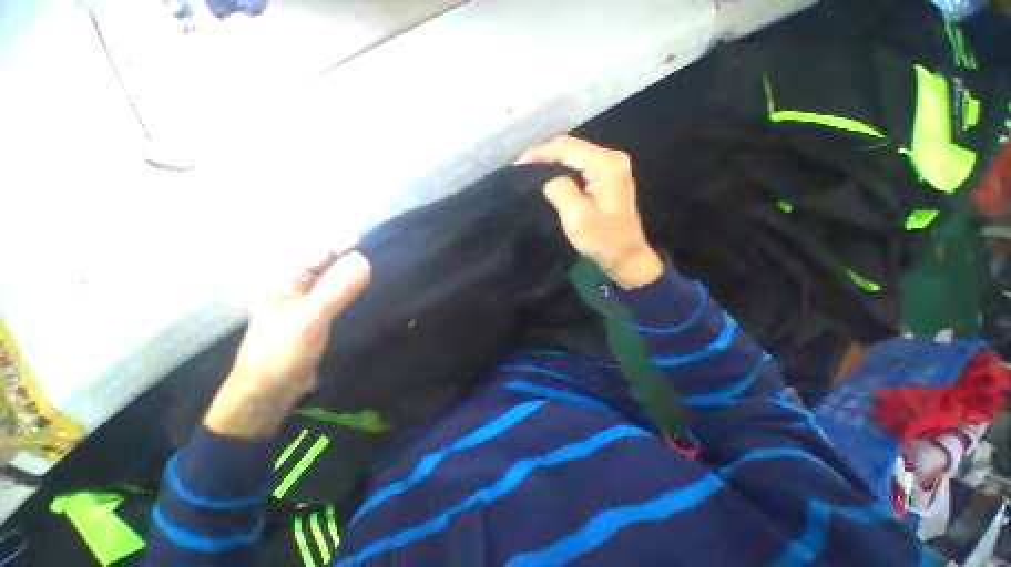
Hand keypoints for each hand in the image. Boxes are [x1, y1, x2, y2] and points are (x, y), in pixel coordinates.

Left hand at [204, 249, 371, 437]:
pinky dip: (353, 294)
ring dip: (354, 276)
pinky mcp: (319, 319)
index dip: (342, 244)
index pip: (317, 252)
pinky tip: (370, 294)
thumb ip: (336, 289)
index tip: (372, 242)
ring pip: (334, 283)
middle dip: (351, 259)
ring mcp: (308, 304)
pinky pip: (339, 299)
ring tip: (382, 272)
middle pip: (327, 266)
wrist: (270, 392)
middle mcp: (296, 288)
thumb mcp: (309, 318)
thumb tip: (365, 261)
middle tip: (382, 257)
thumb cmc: (281, 352)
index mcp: (285, 281)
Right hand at [518, 135, 663, 288]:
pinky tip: (548, 173)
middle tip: (521, 166)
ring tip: (530, 168)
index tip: (518, 164)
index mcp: (606, 165)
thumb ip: (559, 189)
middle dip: (544, 153)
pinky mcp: (607, 175)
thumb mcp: (576, 216)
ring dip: (552, 159)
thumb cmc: (602, 239)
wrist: (625, 255)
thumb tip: (546, 177)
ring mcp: (611, 165)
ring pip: (574, 153)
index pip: (567, 148)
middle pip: (572, 146)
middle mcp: (611, 157)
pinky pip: (579, 164)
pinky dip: (562, 167)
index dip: (540, 153)